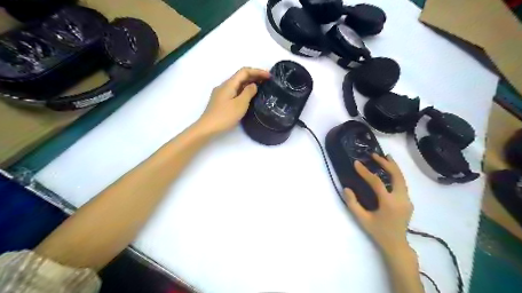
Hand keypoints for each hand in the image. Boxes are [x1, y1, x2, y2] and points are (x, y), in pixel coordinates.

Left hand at [199, 66, 271, 132]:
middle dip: (254, 76)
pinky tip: (249, 96)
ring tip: (261, 87)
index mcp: (229, 84)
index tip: (269, 76)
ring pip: (238, 84)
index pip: (244, 71)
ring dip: (249, 83)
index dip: (257, 71)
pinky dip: (244, 90)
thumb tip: (254, 85)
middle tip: (267, 81)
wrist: (207, 128)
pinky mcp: (221, 101)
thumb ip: (248, 92)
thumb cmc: (225, 116)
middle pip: (241, 76)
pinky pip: (235, 91)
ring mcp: (222, 93)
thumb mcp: (240, 104)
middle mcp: (224, 86)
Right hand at [346, 155, 413, 254]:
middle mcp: (401, 199)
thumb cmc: (378, 232)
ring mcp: (407, 200)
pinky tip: (390, 170)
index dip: (366, 172)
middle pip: (396, 175)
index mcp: (389, 204)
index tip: (357, 163)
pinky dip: (396, 174)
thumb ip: (353, 204)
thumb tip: (346, 188)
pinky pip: (402, 184)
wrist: (397, 244)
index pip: (377, 182)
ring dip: (393, 166)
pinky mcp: (408, 201)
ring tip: (385, 156)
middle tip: (374, 155)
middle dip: (386, 163)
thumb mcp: (362, 219)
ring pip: (402, 178)